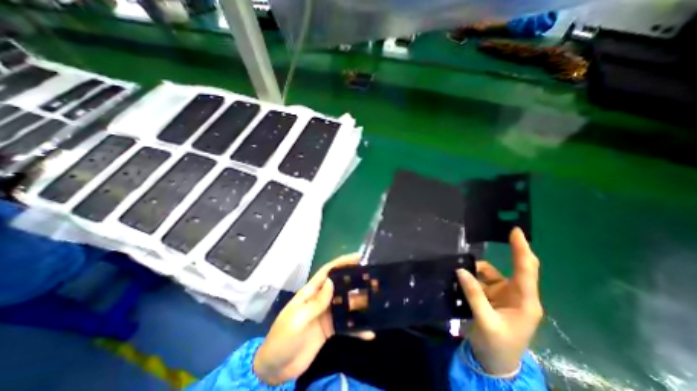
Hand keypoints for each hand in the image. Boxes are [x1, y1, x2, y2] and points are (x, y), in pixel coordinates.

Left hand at [250, 254, 369, 383]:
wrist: (276, 368)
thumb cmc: (283, 338)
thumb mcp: (298, 319)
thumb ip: (316, 302)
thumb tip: (331, 281)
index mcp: (311, 292)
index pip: (327, 272)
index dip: (341, 263)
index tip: (357, 258)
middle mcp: (321, 299)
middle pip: (340, 286)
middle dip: (355, 281)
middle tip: (373, 279)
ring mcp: (326, 314)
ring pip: (346, 304)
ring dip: (359, 303)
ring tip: (376, 301)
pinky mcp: (330, 330)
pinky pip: (346, 326)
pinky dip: (357, 329)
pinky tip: (370, 332)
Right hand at [458, 227, 543, 376]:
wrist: (496, 364)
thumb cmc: (498, 346)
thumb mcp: (485, 321)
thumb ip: (474, 294)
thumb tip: (460, 270)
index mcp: (525, 301)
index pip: (527, 270)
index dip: (522, 249)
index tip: (515, 231)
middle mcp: (518, 294)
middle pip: (517, 268)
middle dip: (511, 251)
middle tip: (501, 234)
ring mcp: (505, 295)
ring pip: (492, 273)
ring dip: (477, 268)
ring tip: (459, 268)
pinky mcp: (493, 297)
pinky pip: (481, 280)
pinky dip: (471, 276)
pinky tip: (459, 277)